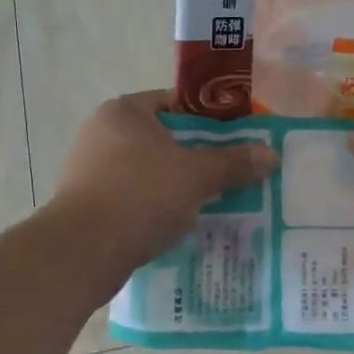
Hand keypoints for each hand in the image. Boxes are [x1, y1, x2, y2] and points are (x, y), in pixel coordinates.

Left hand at [48, 91, 279, 270]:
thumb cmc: (140, 196)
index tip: (236, 140)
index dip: (210, 119)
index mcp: (125, 111)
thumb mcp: (196, 177)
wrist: (82, 251)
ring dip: (175, 184)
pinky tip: (175, 225)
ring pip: (147, 170)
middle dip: (195, 156)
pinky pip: (130, 196)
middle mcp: (102, 131)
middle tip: (228, 174)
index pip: (176, 103)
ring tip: (208, 203)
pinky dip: (152, 206)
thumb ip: (233, 162)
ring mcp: (89, 167)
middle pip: (163, 138)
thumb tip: (271, 154)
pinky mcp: (85, 201)